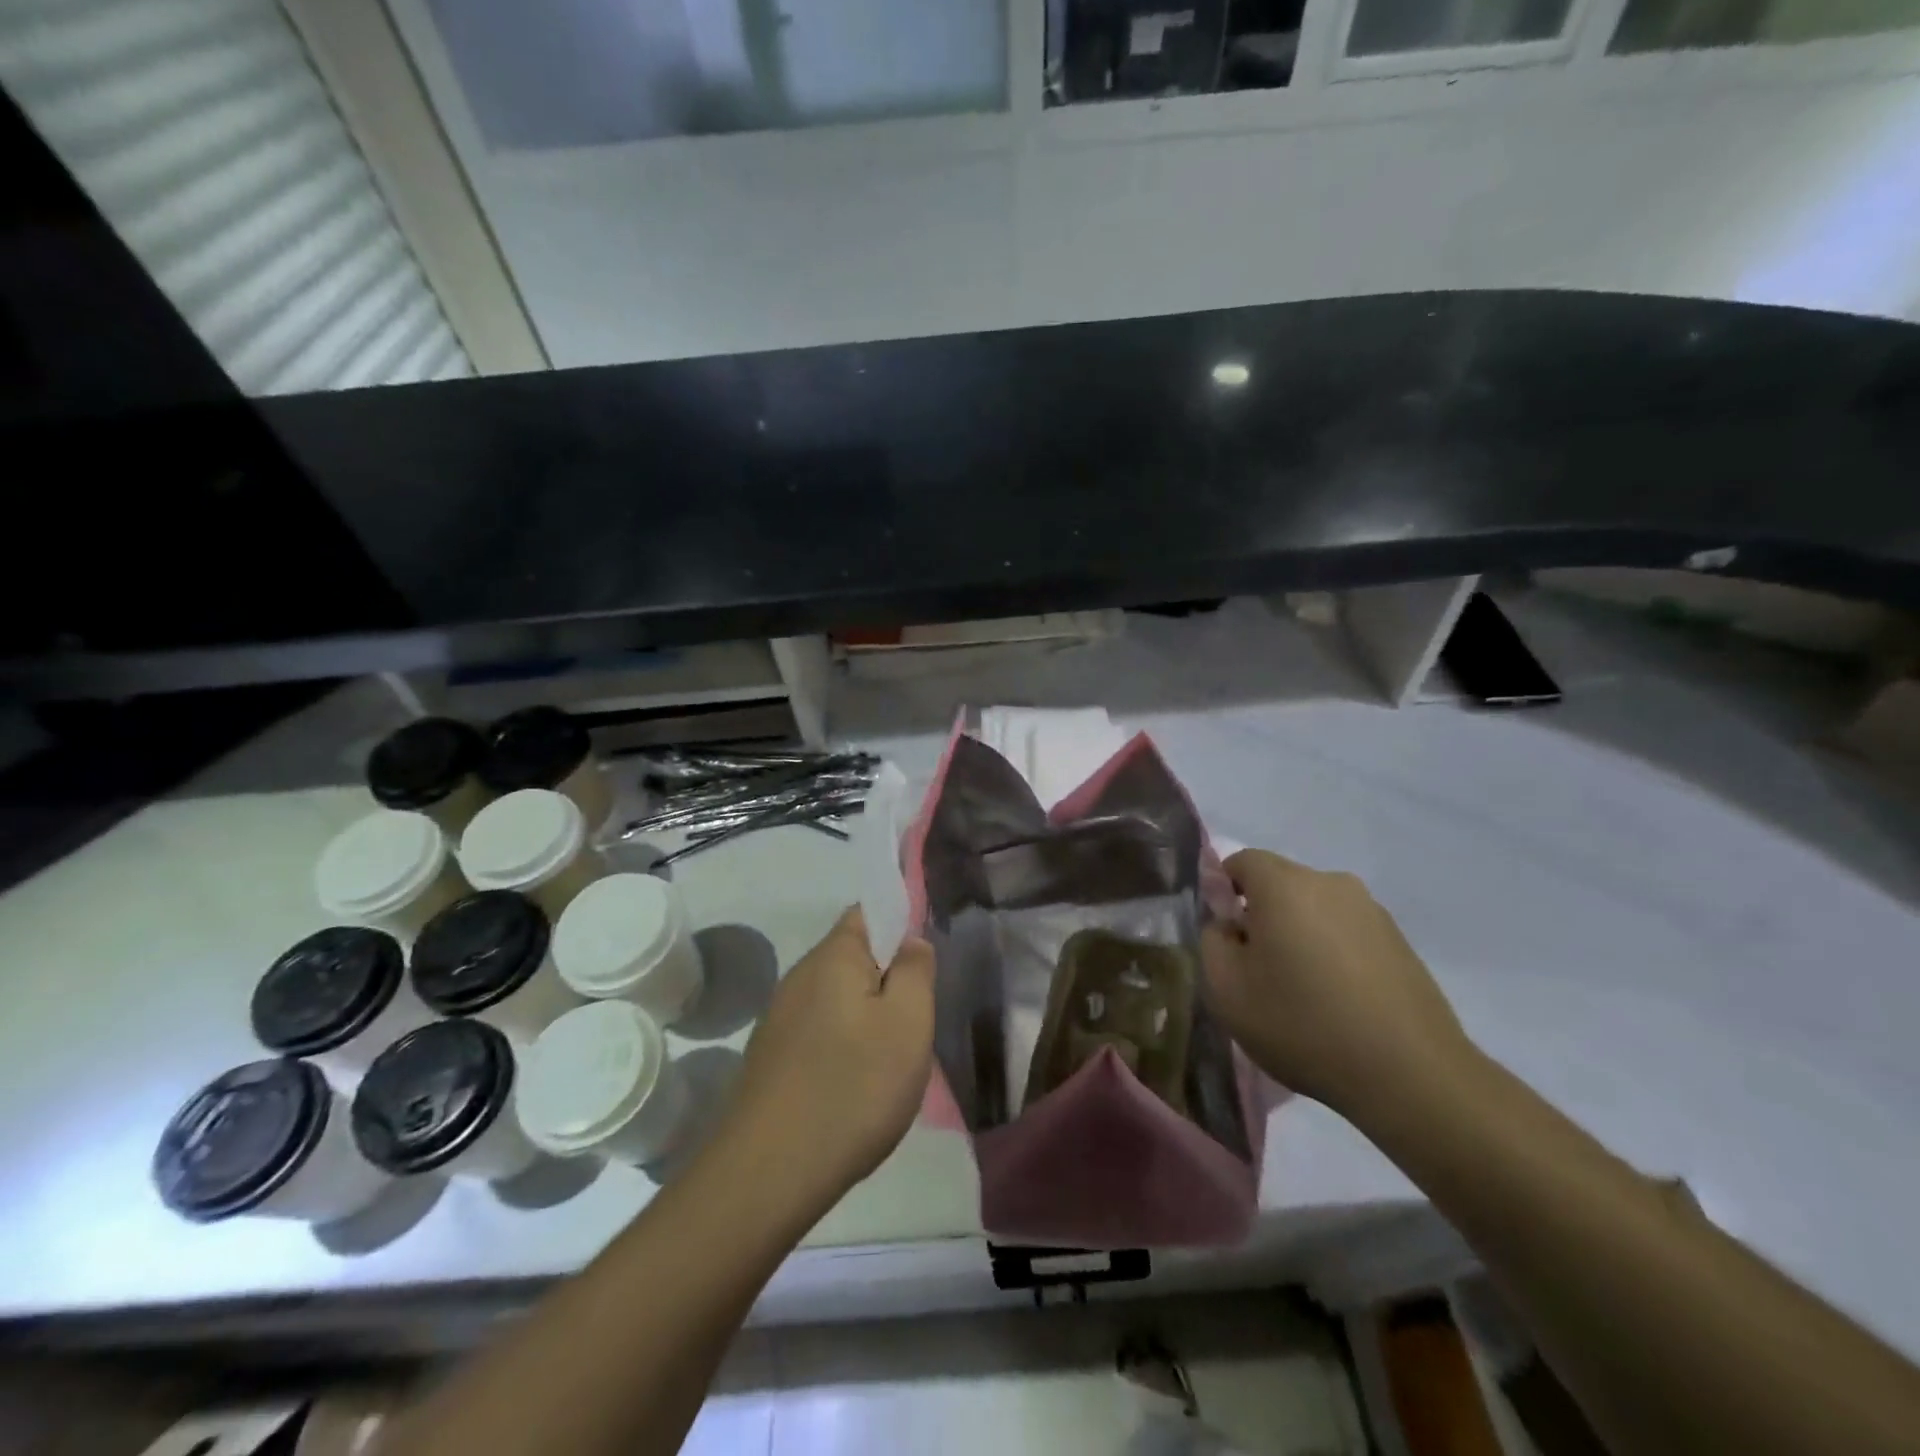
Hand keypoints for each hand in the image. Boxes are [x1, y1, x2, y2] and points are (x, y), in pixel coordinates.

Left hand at [718, 907, 934, 1217]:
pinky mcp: (770, 1059)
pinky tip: (853, 1089)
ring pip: (837, 1001)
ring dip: (866, 1020)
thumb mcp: (908, 1023)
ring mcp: (779, 1019)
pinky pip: (818, 1034)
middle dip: (886, 982)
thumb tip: (910, 940)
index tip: (922, 965)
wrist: (768, 1173)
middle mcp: (799, 977)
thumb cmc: (853, 1087)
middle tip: (914, 1024)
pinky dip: (842, 1049)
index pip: (868, 913)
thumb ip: (916, 971)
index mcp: (833, 956)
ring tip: (888, 1064)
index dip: (899, 925)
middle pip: (853, 959)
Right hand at [1201, 849, 1473, 1118]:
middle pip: (1280, 885)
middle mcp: (1330, 883)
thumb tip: (1227, 925)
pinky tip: (1338, 1002)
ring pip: (1315, 910)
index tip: (1225, 939)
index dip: (1222, 893)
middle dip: (1261, 916)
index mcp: (1284, 884)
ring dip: (1300, 936)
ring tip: (1301, 992)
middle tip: (1257, 970)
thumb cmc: (1302, 1024)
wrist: (1410, 1076)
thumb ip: (1211, 941)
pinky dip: (1333, 955)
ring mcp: (1371, 911)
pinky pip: (1347, 934)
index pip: (1240, 861)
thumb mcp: (1225, 989)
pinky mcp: (1400, 942)